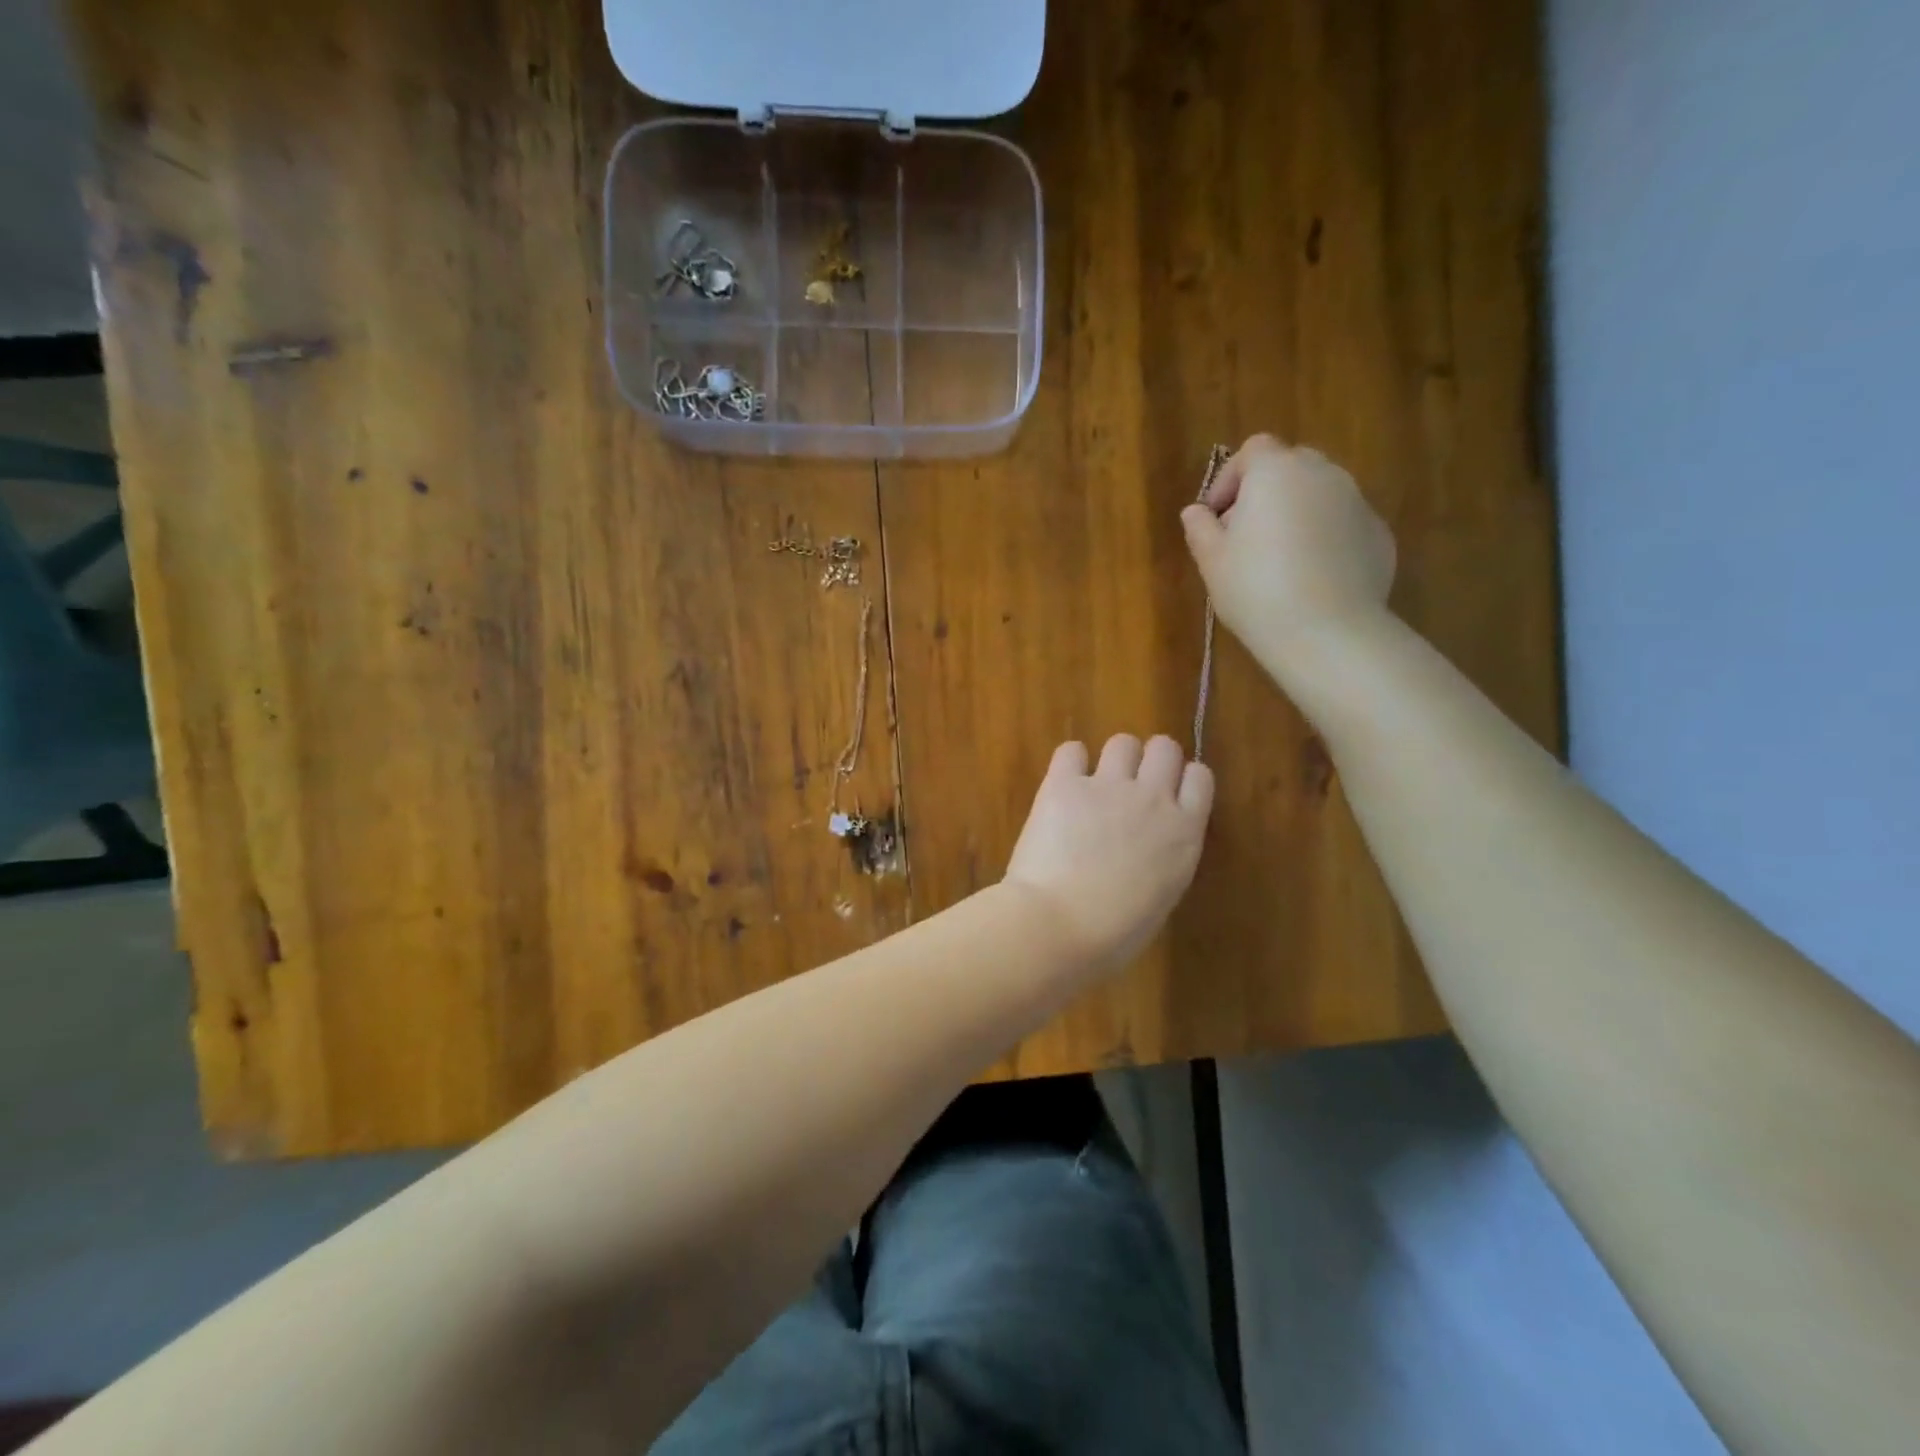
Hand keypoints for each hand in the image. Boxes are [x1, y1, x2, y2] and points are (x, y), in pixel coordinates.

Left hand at [1004, 734, 1213, 971]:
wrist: (1060, 924)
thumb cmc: (1114, 933)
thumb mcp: (1160, 897)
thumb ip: (1163, 860)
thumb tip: (1147, 849)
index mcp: (1184, 832)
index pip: (1200, 777)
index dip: (1182, 781)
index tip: (1168, 794)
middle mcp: (1152, 798)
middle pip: (1164, 748)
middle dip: (1150, 761)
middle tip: (1131, 785)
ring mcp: (1108, 786)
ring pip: (1122, 742)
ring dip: (1113, 759)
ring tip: (1096, 785)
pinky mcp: (1064, 783)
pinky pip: (1071, 750)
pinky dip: (1070, 763)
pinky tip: (1064, 783)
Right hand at [1181, 434, 1396, 663]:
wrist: (1326, 632)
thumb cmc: (1256, 590)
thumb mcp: (1212, 561)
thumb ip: (1200, 529)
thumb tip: (1195, 512)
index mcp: (1276, 472)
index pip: (1252, 450)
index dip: (1229, 479)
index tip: (1215, 517)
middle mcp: (1323, 474)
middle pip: (1291, 465)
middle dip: (1266, 491)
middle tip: (1246, 534)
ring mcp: (1358, 502)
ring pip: (1320, 494)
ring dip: (1297, 513)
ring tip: (1280, 559)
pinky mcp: (1379, 534)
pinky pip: (1343, 524)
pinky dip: (1326, 537)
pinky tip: (1311, 576)